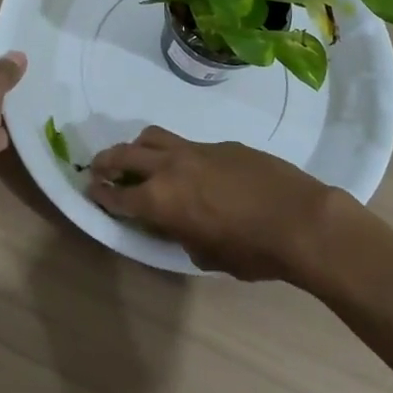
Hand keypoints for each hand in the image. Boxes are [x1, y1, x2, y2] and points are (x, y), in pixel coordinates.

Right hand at [85, 127, 338, 280]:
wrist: (300, 218)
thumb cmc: (252, 251)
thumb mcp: (207, 255)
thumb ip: (183, 234)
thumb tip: (180, 223)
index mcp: (161, 201)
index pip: (119, 195)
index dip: (102, 194)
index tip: (92, 190)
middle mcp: (170, 167)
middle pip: (126, 154)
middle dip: (107, 161)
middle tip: (98, 167)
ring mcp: (196, 150)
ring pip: (154, 137)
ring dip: (137, 147)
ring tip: (137, 157)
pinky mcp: (221, 144)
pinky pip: (187, 144)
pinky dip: (176, 153)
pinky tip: (191, 169)